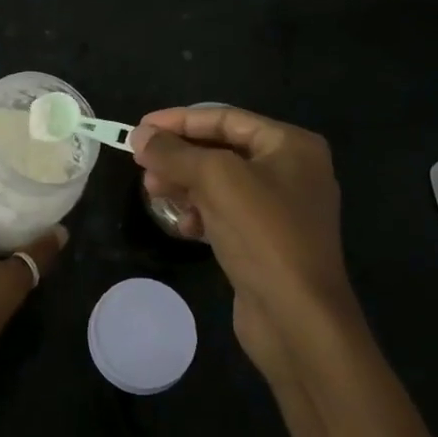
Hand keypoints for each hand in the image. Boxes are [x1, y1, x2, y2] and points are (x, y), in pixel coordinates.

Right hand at [131, 107, 355, 377]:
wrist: (298, 318)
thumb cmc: (263, 234)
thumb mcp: (215, 180)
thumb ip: (174, 152)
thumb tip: (139, 135)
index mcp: (290, 145)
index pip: (226, 118)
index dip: (179, 120)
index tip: (139, 128)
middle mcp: (290, 170)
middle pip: (221, 149)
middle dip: (179, 156)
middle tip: (142, 167)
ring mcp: (280, 209)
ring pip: (219, 184)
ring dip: (184, 185)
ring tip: (153, 194)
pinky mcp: (267, 242)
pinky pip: (225, 214)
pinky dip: (201, 214)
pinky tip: (183, 227)